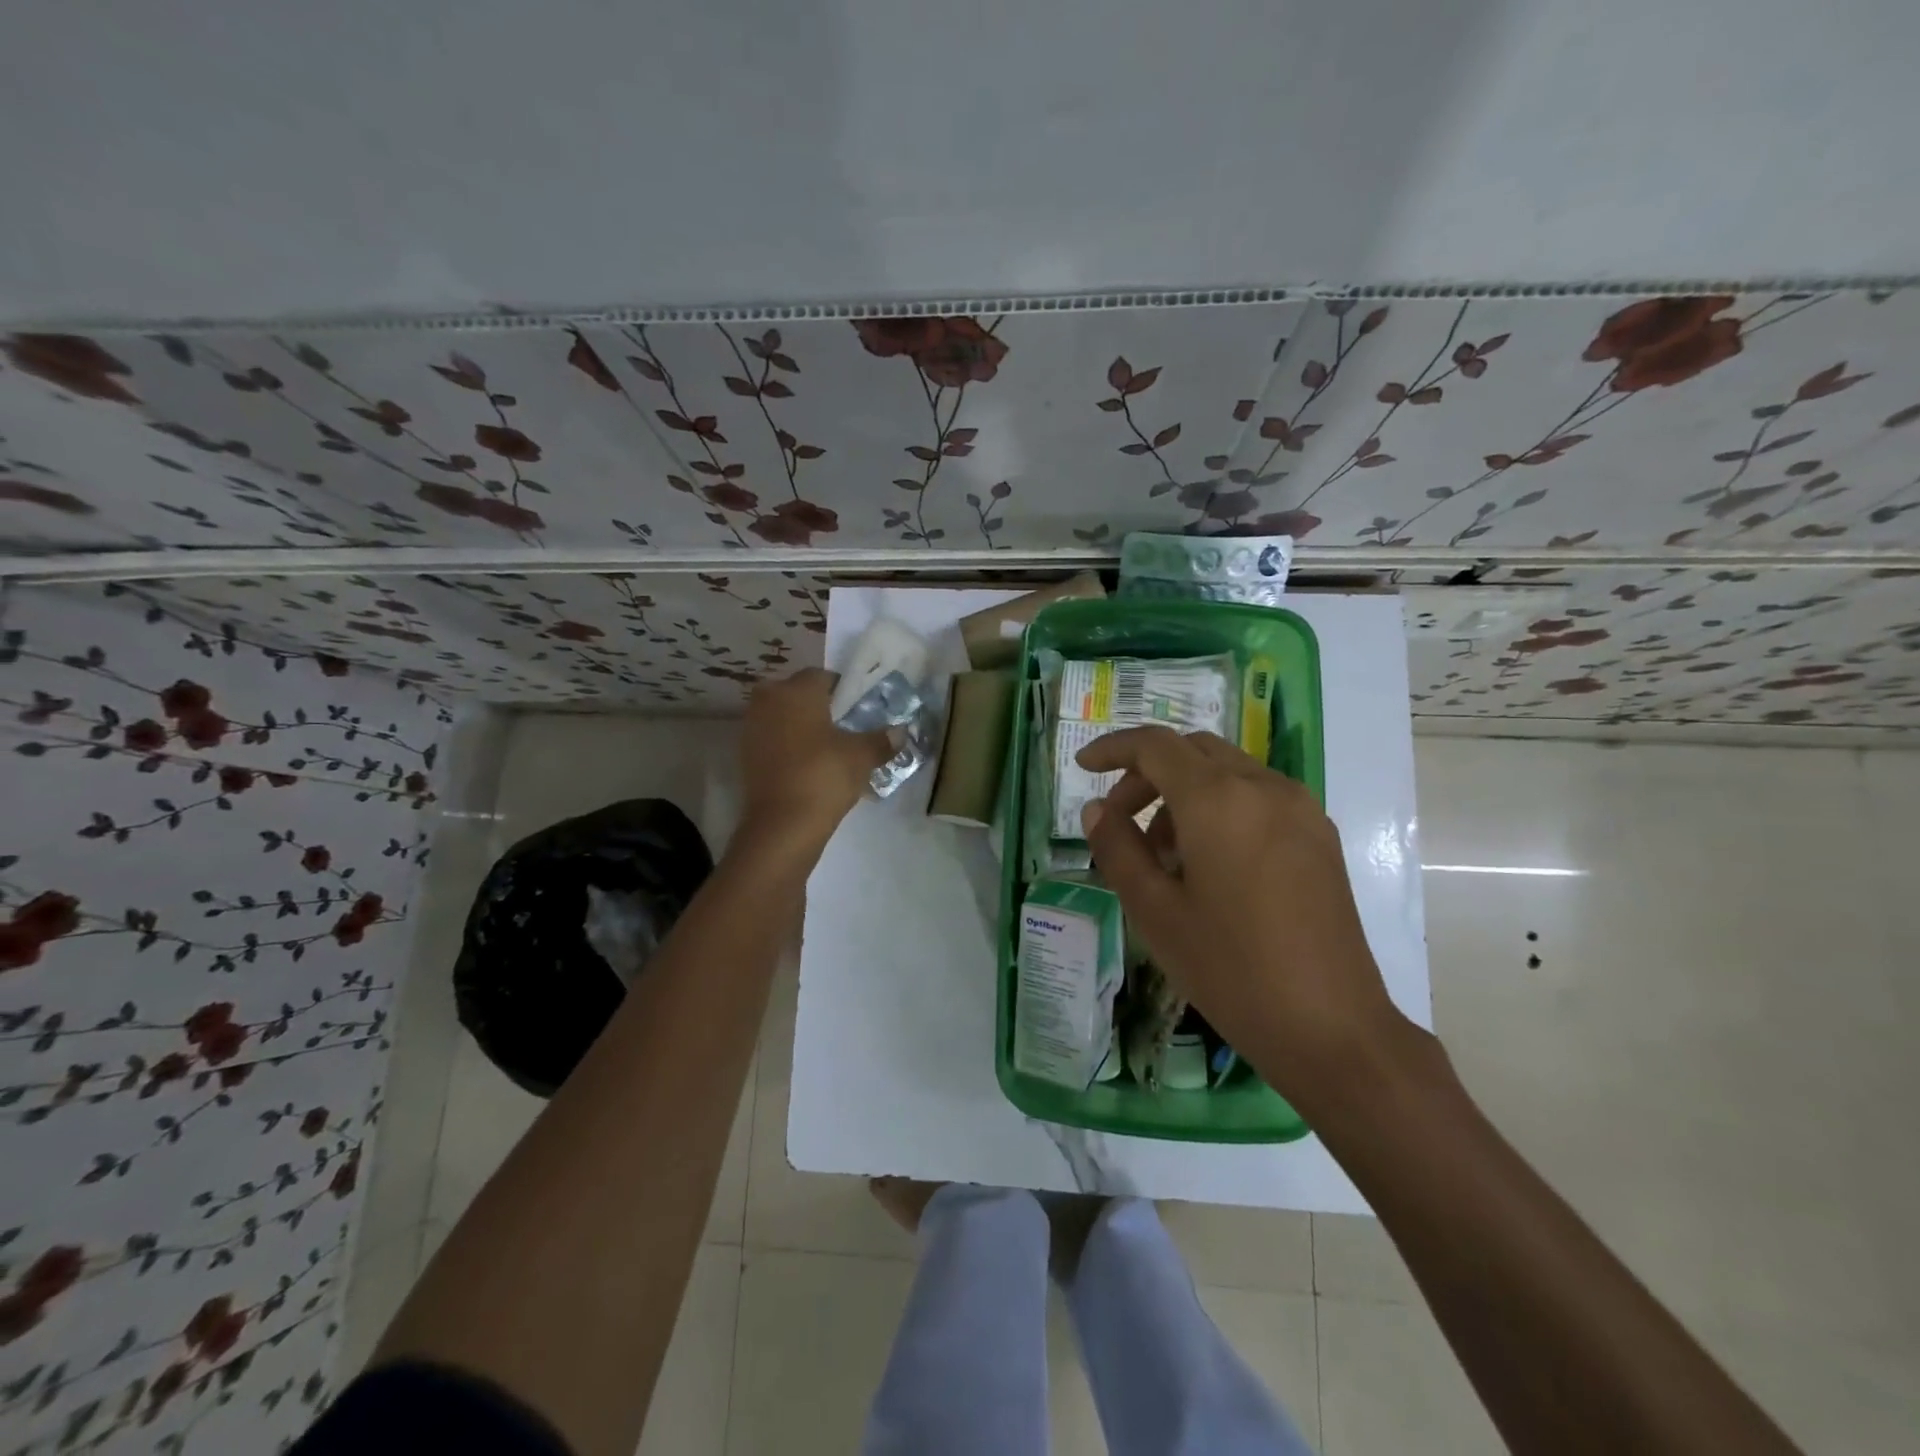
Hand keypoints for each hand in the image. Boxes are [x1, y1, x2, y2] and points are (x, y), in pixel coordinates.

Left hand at [738, 669, 892, 848]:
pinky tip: (808, 766)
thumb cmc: (824, 776)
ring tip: (828, 748)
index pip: (821, 676)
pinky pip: (772, 740)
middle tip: (843, 727)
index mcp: (796, 691)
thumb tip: (901, 732)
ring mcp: (752, 728)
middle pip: (797, 694)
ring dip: (801, 727)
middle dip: (818, 706)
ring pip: (782, 717)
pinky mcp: (745, 756)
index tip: (857, 708)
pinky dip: (788, 746)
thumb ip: (881, 740)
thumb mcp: (861, 756)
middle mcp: (768, 701)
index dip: (842, 690)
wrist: (782, 825)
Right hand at [1076, 727, 1408, 1105]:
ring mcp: (1299, 809)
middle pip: (1192, 751)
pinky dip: (1220, 806)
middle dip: (1147, 773)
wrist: (1331, 1028)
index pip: (1155, 745)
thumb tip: (1097, 812)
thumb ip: (1118, 849)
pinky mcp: (1319, 836)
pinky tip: (1209, 861)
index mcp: (1218, 800)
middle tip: (1120, 819)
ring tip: (1163, 853)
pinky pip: (1257, 796)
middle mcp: (1264, 787)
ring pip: (1227, 771)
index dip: (1113, 748)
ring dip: (1184, 791)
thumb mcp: (1155, 911)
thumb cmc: (1230, 969)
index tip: (1083, 767)